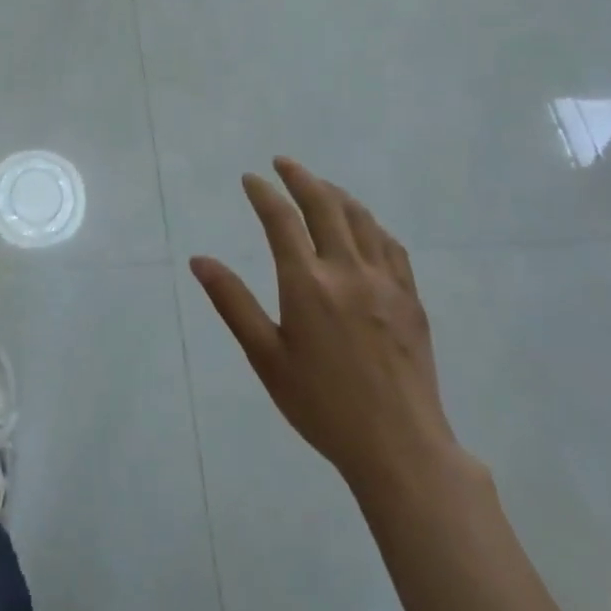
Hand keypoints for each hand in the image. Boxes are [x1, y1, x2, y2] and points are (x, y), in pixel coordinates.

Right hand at [190, 159, 464, 503]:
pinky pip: (390, 245)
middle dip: (300, 177)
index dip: (263, 193)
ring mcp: (385, 282)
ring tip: (319, 185)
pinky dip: (370, 223)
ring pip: (361, 219)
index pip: (281, 219)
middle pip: (325, 205)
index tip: (250, 178)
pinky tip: (364, 226)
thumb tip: (200, 260)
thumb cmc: (321, 405)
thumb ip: (232, 302)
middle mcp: (347, 270)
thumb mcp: (266, 357)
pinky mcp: (410, 298)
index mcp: (307, 283)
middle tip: (283, 163)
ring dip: (336, 194)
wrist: (400, 446)